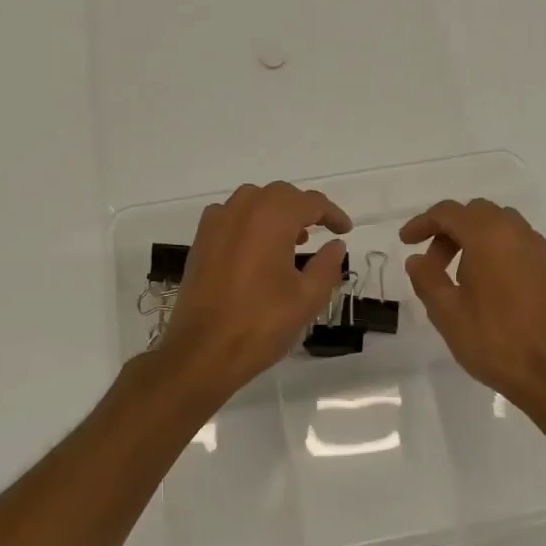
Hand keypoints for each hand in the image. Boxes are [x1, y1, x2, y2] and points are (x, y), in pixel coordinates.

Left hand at [158, 181, 352, 399]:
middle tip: (320, 231)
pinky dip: (249, 222)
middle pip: (280, 195)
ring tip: (290, 240)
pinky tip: (256, 250)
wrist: (203, 351)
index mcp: (272, 218)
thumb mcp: (307, 298)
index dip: (332, 214)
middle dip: (303, 209)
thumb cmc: (261, 323)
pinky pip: (230, 216)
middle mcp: (242, 210)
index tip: (345, 230)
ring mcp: (216, 224)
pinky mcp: (200, 242)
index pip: (310, 203)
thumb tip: (336, 245)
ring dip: (275, 212)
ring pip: (252, 201)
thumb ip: (327, 265)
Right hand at [400, 198, 545, 414]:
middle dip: (448, 230)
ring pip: (498, 225)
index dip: (422, 223)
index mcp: (488, 235)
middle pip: (475, 213)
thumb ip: (426, 277)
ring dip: (472, 238)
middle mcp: (515, 232)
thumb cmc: (492, 339)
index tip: (405, 241)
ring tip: (456, 274)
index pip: (448, 213)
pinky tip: (485, 283)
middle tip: (431, 262)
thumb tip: (417, 259)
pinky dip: (494, 249)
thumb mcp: (446, 311)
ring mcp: (536, 249)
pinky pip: (515, 242)